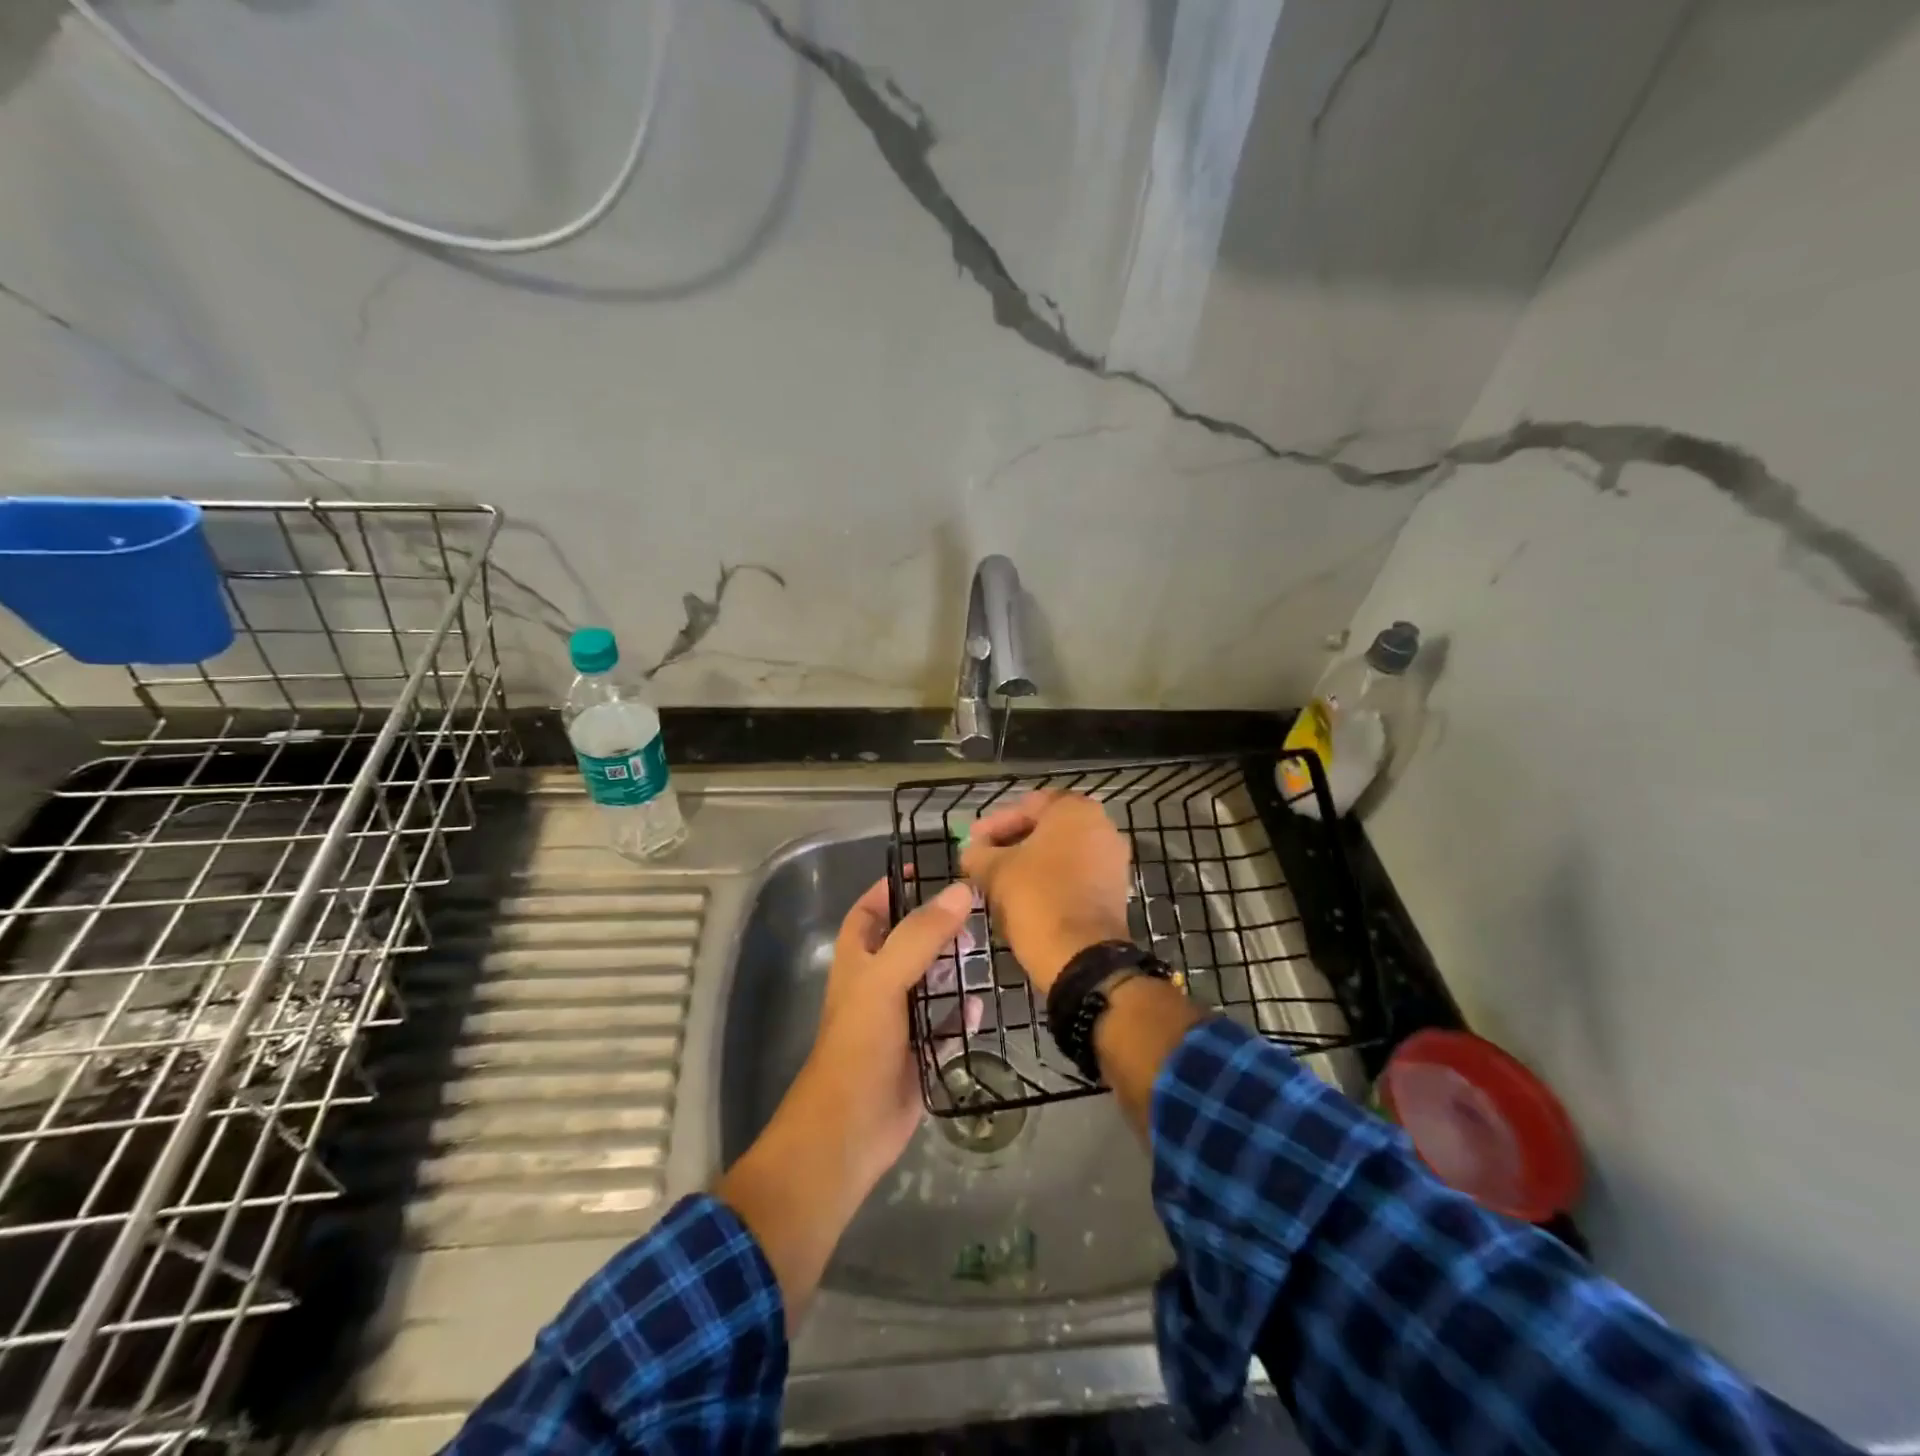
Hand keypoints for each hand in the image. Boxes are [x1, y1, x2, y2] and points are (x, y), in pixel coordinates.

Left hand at [791, 876, 975, 1185]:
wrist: (849, 1133)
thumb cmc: (858, 1045)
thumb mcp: (884, 979)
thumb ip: (921, 935)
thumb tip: (962, 891)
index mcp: (858, 961)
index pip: (871, 910)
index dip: (893, 888)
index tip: (928, 869)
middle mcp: (877, 985)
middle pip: (908, 943)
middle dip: (937, 926)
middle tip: (976, 911)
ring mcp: (898, 1021)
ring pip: (929, 983)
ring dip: (953, 968)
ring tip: (987, 947)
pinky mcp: (919, 1054)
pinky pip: (945, 1025)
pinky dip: (961, 1013)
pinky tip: (982, 1003)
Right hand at [961, 790, 1132, 991]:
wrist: (1083, 957)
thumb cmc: (1037, 899)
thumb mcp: (995, 871)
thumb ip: (978, 854)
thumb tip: (971, 852)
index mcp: (1075, 810)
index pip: (1027, 805)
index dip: (993, 824)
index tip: (972, 843)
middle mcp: (1101, 826)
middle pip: (1045, 828)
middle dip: (1010, 843)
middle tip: (982, 860)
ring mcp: (1112, 859)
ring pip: (1060, 853)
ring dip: (1028, 863)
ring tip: (998, 881)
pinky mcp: (1115, 890)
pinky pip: (1075, 875)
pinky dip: (1049, 881)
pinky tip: (1023, 897)